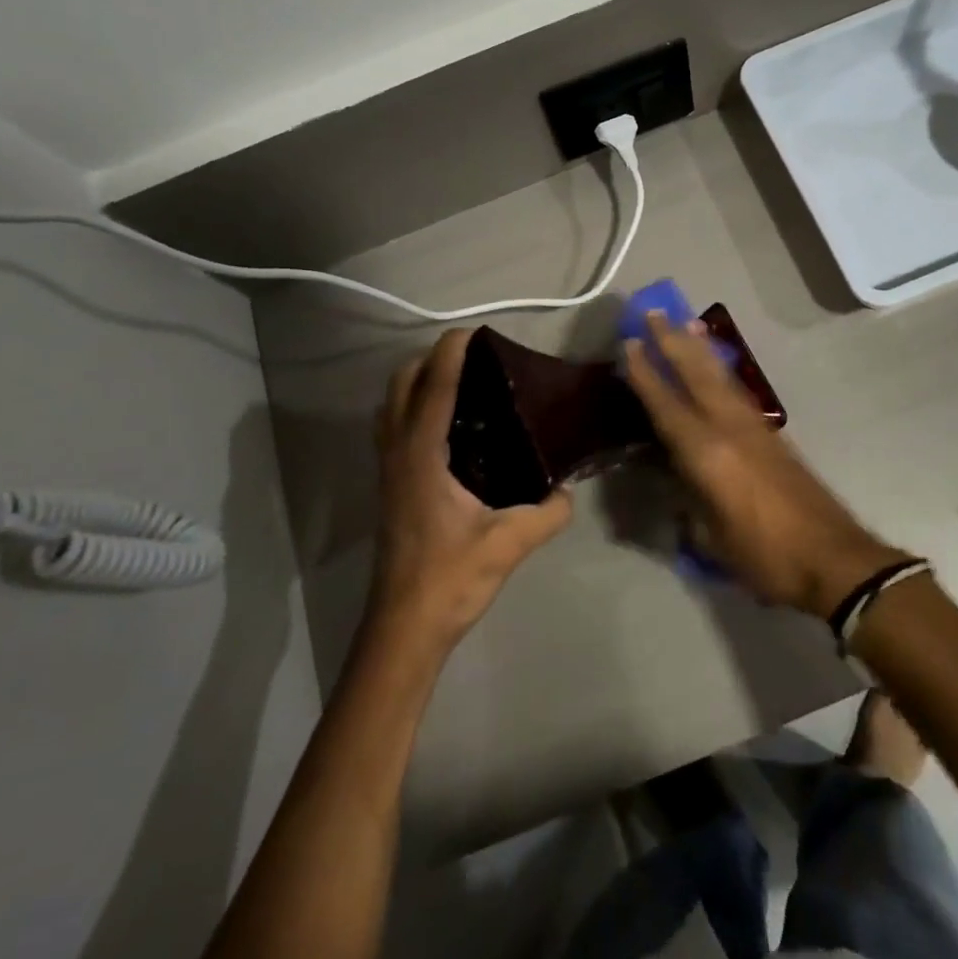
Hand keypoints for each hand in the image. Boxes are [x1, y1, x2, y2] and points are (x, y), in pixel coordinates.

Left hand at [366, 330, 572, 654]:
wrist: (403, 627)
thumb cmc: (450, 579)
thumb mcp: (508, 544)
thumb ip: (547, 513)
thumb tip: (569, 492)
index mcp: (422, 455)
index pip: (434, 386)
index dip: (452, 352)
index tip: (475, 330)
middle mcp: (398, 452)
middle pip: (402, 384)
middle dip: (431, 359)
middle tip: (475, 359)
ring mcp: (388, 468)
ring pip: (392, 404)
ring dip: (419, 381)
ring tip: (462, 383)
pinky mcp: (389, 485)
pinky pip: (394, 426)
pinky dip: (414, 407)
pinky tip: (450, 427)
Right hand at [622, 314, 906, 616]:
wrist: (834, 558)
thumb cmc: (765, 556)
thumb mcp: (712, 538)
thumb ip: (688, 501)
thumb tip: (674, 478)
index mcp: (707, 453)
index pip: (666, 404)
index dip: (645, 373)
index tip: (629, 343)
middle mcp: (729, 428)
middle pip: (696, 373)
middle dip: (672, 341)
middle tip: (654, 312)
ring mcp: (754, 427)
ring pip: (720, 376)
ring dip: (700, 348)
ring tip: (687, 322)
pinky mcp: (772, 434)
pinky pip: (736, 390)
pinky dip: (720, 370)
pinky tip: (715, 366)